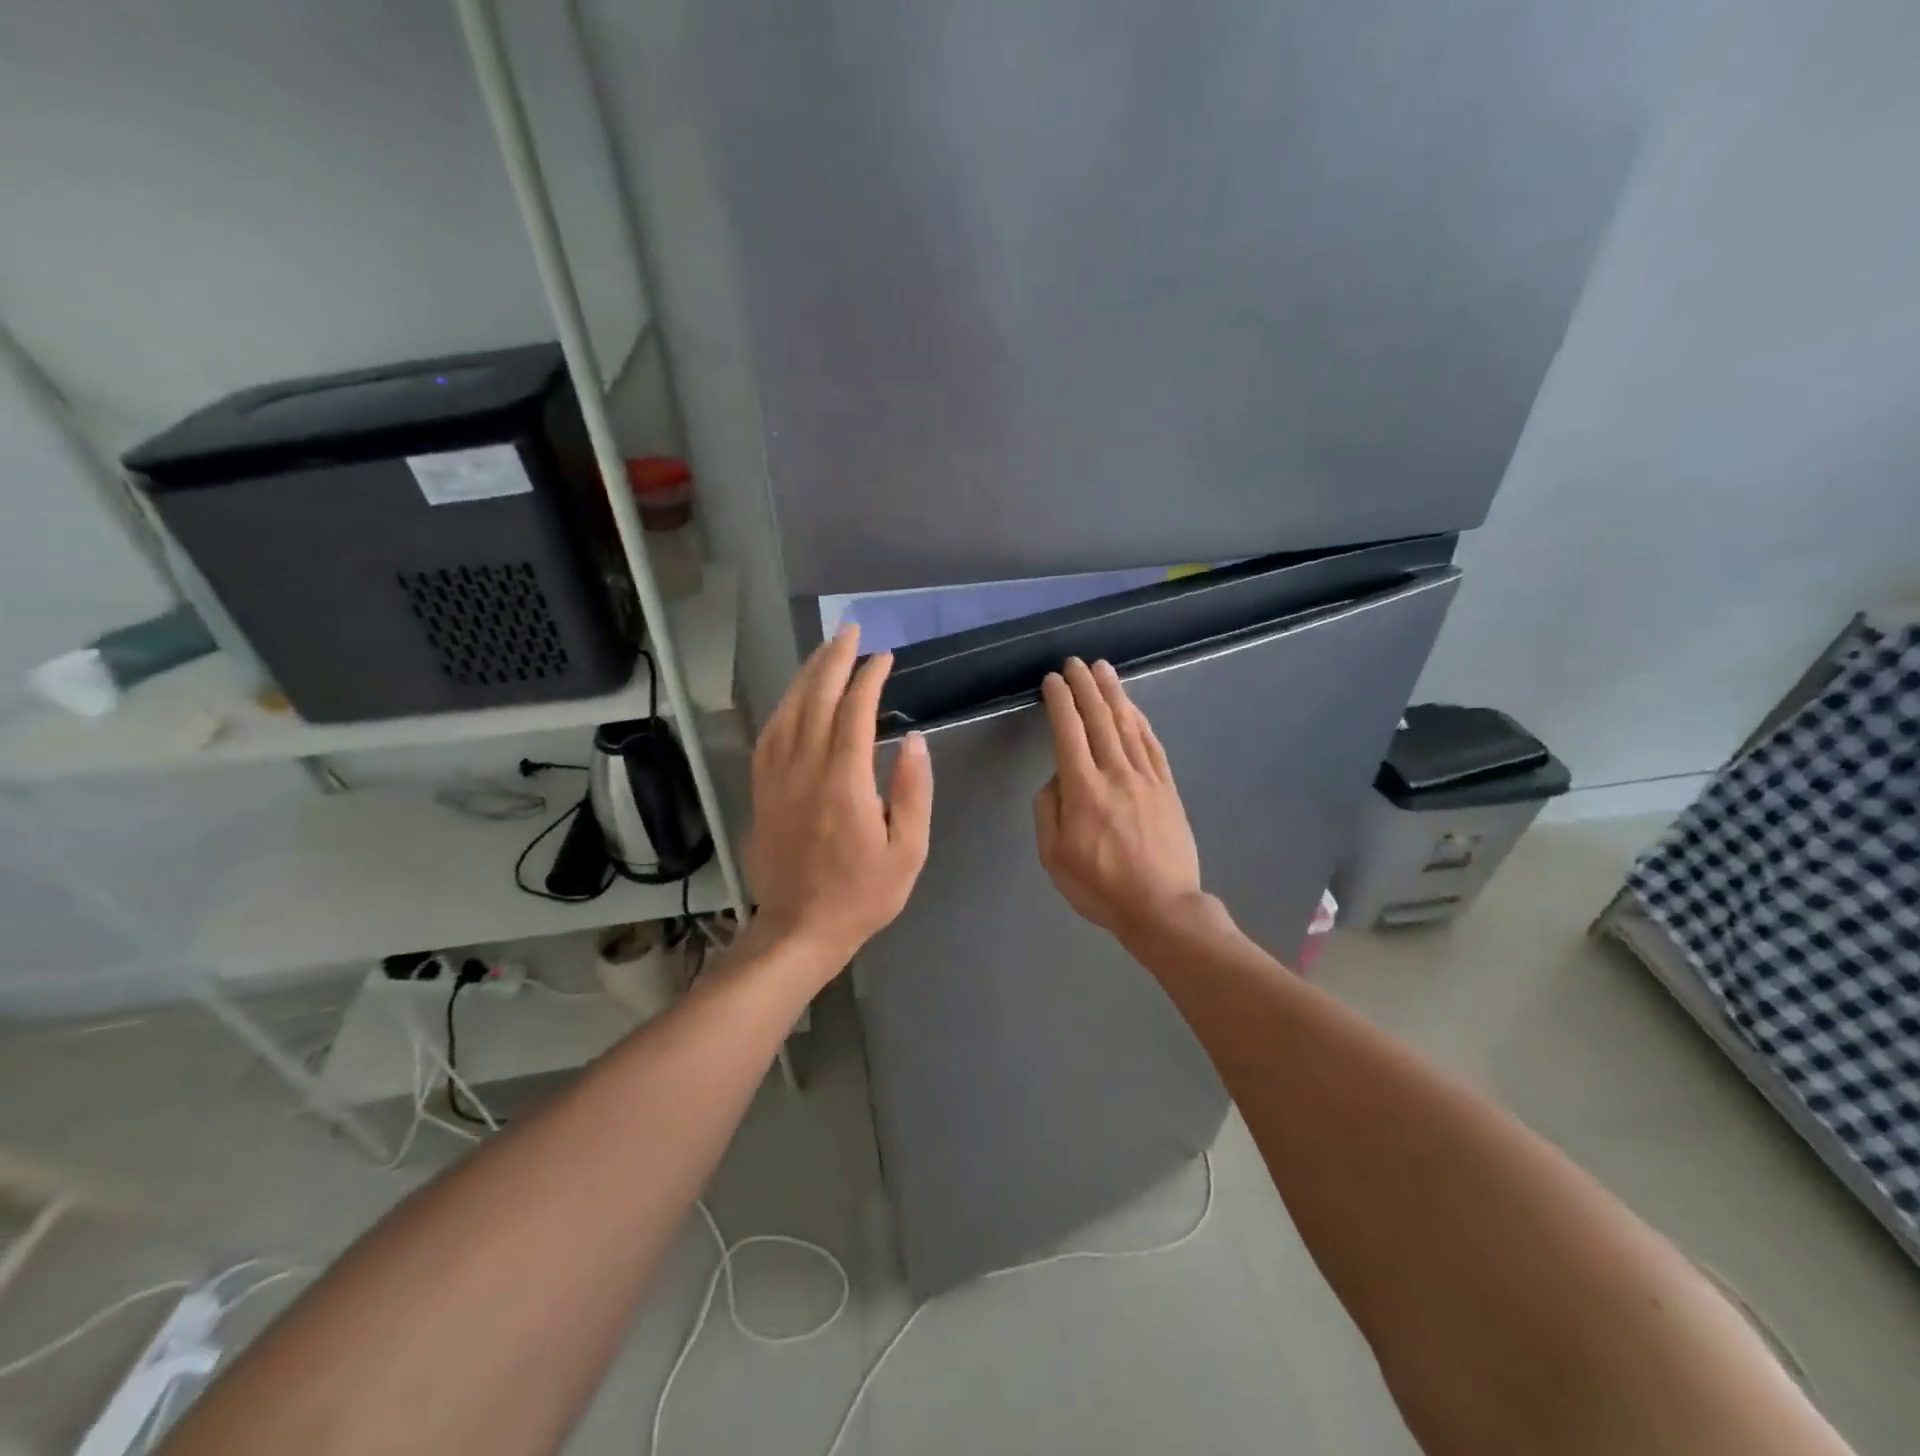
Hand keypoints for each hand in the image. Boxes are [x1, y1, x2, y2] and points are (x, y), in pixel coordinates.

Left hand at [745, 624, 932, 973]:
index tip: (884, 658)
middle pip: (816, 699)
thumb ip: (913, 792)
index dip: (869, 678)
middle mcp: (804, 770)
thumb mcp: (908, 851)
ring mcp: (776, 778)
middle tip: (850, 631)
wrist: (799, 930)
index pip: (854, 712)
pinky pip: (769, 735)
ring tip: (825, 651)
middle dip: (834, 659)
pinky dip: (784, 706)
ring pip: (787, 710)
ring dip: (807, 675)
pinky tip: (795, 697)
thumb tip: (912, 740)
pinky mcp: (761, 790)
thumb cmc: (862, 894)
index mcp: (844, 782)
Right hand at [1034, 658, 1204, 941]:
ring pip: (1127, 724)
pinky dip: (1139, 720)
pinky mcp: (1167, 787)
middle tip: (1075, 662)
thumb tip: (1057, 779)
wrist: (1161, 906)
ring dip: (1114, 693)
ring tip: (1103, 669)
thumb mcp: (1053, 856)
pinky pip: (1151, 744)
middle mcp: (1115, 773)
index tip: (1052, 680)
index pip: (1068, 732)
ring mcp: (1145, 777)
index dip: (1059, 701)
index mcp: (1083, 789)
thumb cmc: (1100, 885)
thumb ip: (1047, 810)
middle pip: (1098, 718)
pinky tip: (1132, 707)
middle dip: (1085, 686)